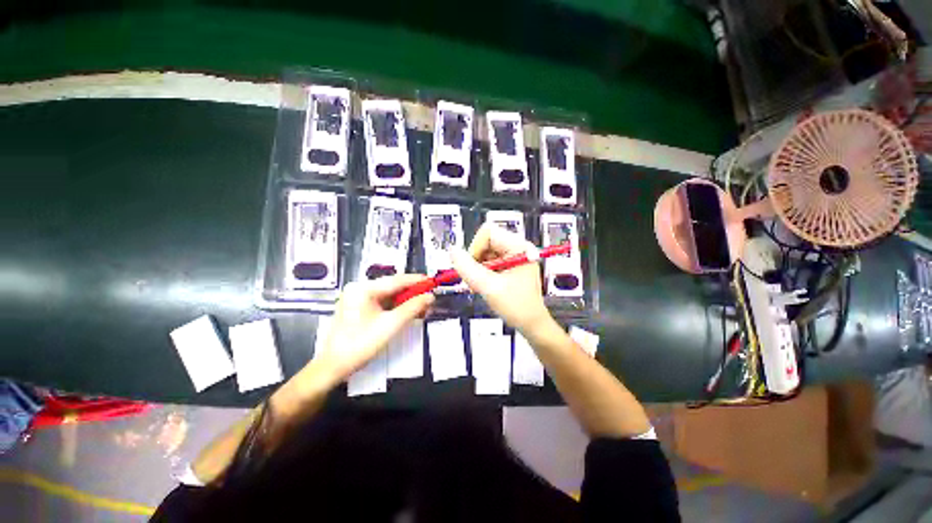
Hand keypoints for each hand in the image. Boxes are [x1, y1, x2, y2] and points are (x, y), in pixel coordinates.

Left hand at [314, 274, 433, 383]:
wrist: (334, 366)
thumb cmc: (360, 345)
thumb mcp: (391, 325)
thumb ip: (413, 308)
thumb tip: (429, 297)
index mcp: (363, 289)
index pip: (396, 280)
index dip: (416, 281)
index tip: (431, 282)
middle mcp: (359, 289)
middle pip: (392, 287)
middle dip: (412, 293)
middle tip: (428, 297)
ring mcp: (357, 298)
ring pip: (388, 295)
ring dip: (405, 301)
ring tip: (421, 306)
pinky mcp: (359, 307)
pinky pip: (382, 302)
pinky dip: (396, 307)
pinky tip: (407, 311)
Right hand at [451, 223, 552, 333]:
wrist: (532, 325)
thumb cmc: (517, 307)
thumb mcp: (489, 287)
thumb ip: (468, 268)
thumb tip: (452, 251)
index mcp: (518, 247)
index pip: (488, 232)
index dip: (475, 248)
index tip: (473, 268)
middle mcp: (517, 247)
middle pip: (485, 241)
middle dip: (476, 261)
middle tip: (476, 280)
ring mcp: (513, 256)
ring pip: (485, 252)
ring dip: (478, 268)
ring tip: (481, 285)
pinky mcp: (510, 264)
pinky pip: (489, 261)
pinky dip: (482, 272)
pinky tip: (485, 285)